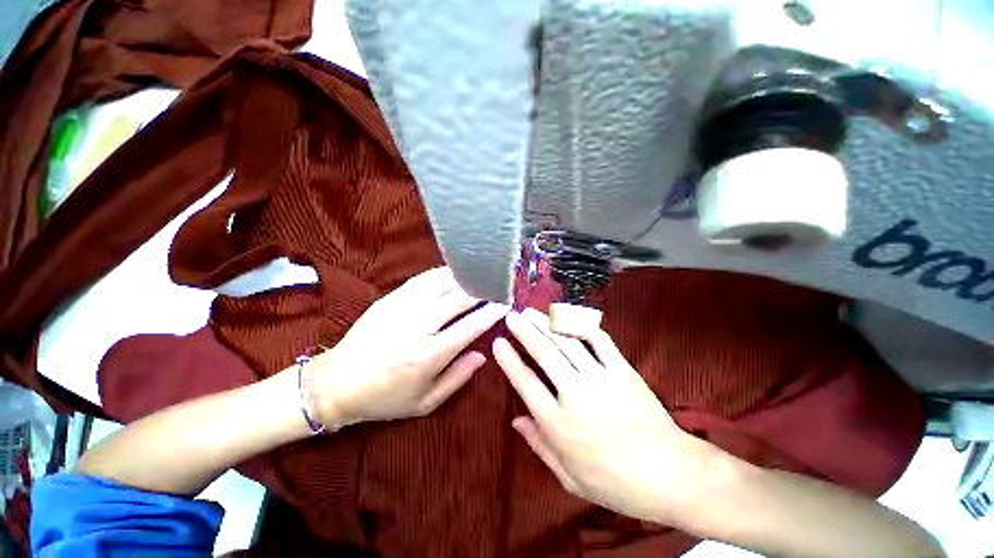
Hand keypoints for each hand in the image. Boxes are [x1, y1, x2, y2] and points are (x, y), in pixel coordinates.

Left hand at [312, 267, 508, 427]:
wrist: (337, 383)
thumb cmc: (386, 398)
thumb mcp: (426, 402)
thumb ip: (458, 378)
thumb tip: (483, 354)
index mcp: (429, 355)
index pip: (471, 326)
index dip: (492, 312)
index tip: (506, 303)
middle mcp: (418, 327)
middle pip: (459, 299)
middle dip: (483, 289)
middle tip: (497, 285)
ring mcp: (401, 308)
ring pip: (441, 283)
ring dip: (464, 277)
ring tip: (480, 275)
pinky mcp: (389, 299)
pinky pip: (421, 279)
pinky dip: (441, 273)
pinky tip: (453, 273)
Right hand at [493, 308, 716, 526]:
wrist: (671, 475)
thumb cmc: (615, 483)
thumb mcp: (570, 477)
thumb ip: (539, 446)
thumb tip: (515, 421)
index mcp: (559, 425)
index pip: (526, 384)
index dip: (509, 360)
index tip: (498, 342)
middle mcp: (576, 396)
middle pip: (544, 355)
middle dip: (525, 332)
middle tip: (511, 317)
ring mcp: (601, 379)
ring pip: (567, 343)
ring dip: (546, 324)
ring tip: (531, 313)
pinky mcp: (623, 370)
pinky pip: (599, 340)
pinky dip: (581, 325)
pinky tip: (568, 317)